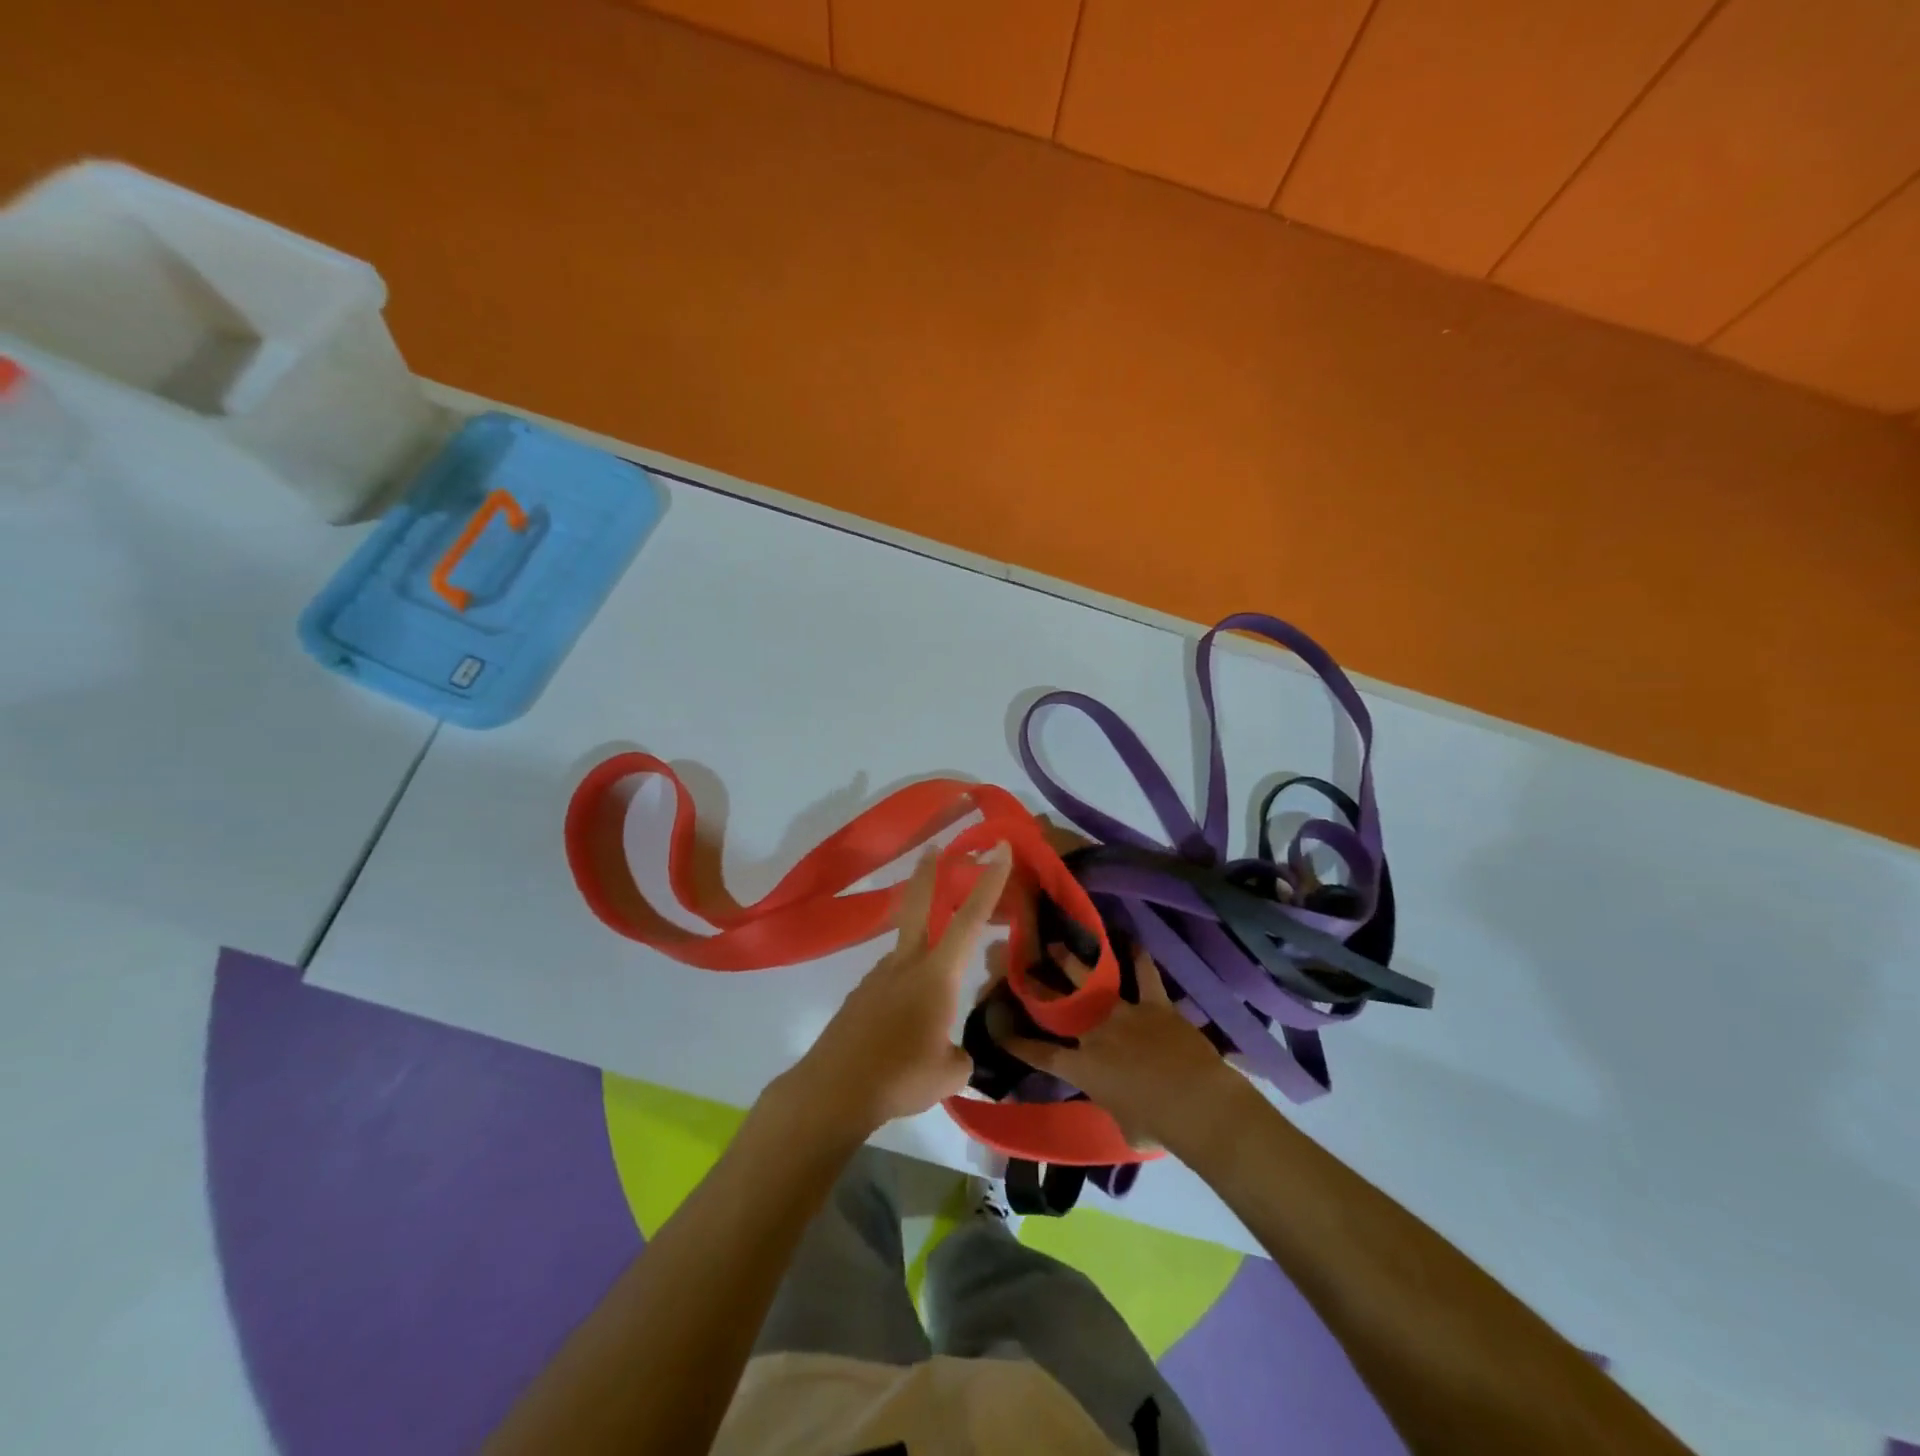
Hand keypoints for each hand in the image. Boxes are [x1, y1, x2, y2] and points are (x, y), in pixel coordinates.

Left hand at [781, 843, 1012, 1138]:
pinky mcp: (859, 996)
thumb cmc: (899, 1077)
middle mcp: (906, 965)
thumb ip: (959, 1056)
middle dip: (929, 874)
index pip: (970, 919)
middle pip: (918, 905)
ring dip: (920, 943)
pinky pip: (890, 979)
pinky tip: (905, 1021)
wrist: (833, 1090)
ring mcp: (878, 978)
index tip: (1001, 848)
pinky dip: (904, 984)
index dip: (990, 882)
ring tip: (935, 992)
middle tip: (934, 848)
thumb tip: (954, 1052)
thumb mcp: (949, 1074)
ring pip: (905, 948)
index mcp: (936, 975)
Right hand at [1005, 945, 1251, 1153]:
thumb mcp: (1125, 1127)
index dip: (1019, 1044)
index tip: (999, 1031)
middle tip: (1024, 968)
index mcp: (1084, 1068)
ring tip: (1057, 945)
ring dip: (1074, 962)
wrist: (1195, 1103)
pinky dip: (1139, 958)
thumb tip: (1119, 1104)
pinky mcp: (1154, 1004)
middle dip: (1040, 987)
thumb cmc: (1158, 1126)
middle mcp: (1097, 1034)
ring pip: (1093, 982)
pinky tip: (1132, 941)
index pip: (1042, 1055)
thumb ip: (1114, 1108)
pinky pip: (1145, 975)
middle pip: (1061, 1006)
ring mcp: (1125, 1014)